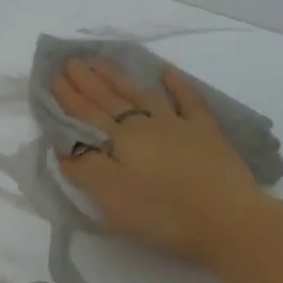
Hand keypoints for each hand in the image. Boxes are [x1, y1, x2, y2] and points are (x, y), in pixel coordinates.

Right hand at [52, 57, 273, 264]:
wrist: (229, 220)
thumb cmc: (164, 215)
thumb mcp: (113, 199)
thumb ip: (85, 169)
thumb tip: (64, 145)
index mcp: (121, 141)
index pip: (88, 115)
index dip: (69, 98)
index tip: (53, 78)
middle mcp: (146, 125)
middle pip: (111, 100)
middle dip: (88, 82)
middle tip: (71, 61)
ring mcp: (179, 125)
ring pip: (143, 95)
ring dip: (120, 78)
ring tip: (102, 62)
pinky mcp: (207, 134)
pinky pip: (189, 101)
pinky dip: (177, 85)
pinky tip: (167, 72)